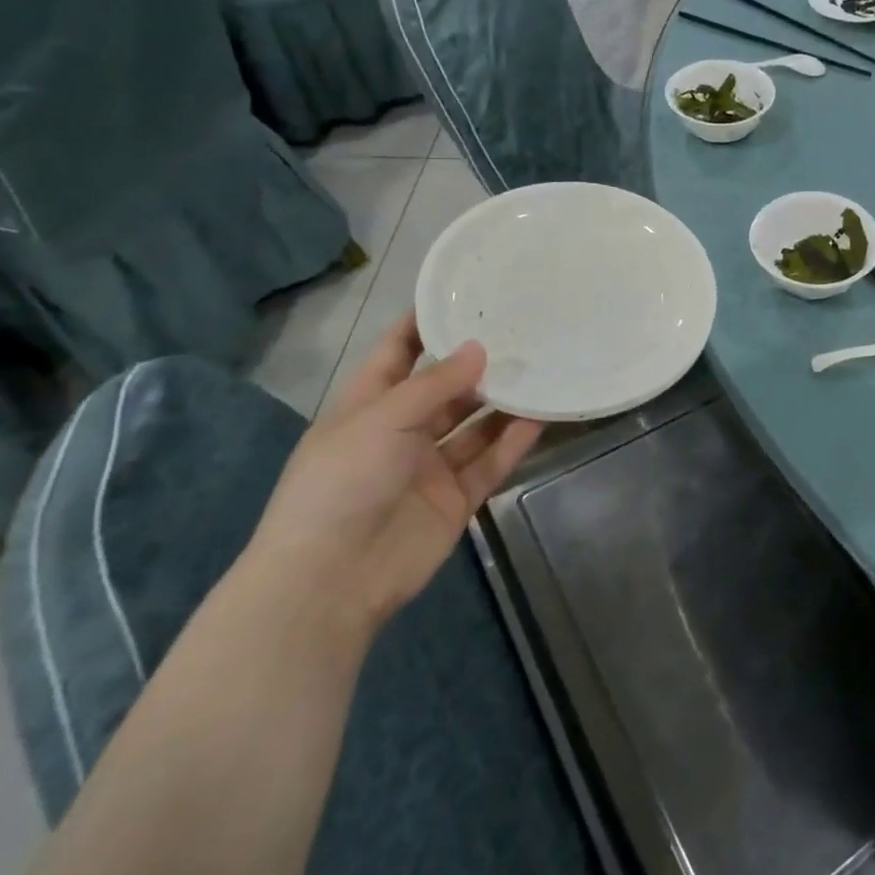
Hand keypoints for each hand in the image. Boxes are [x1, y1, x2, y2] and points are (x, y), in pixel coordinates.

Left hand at [243, 316, 543, 633]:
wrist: (331, 580)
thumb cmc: (342, 483)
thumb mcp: (382, 419)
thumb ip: (436, 383)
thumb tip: (480, 349)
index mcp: (368, 405)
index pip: (398, 352)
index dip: (425, 323)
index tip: (464, 294)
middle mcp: (401, 431)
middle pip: (445, 387)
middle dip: (478, 363)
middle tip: (523, 331)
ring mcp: (430, 466)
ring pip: (475, 423)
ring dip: (503, 400)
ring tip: (542, 368)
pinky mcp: (457, 498)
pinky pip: (491, 460)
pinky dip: (515, 439)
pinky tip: (542, 414)